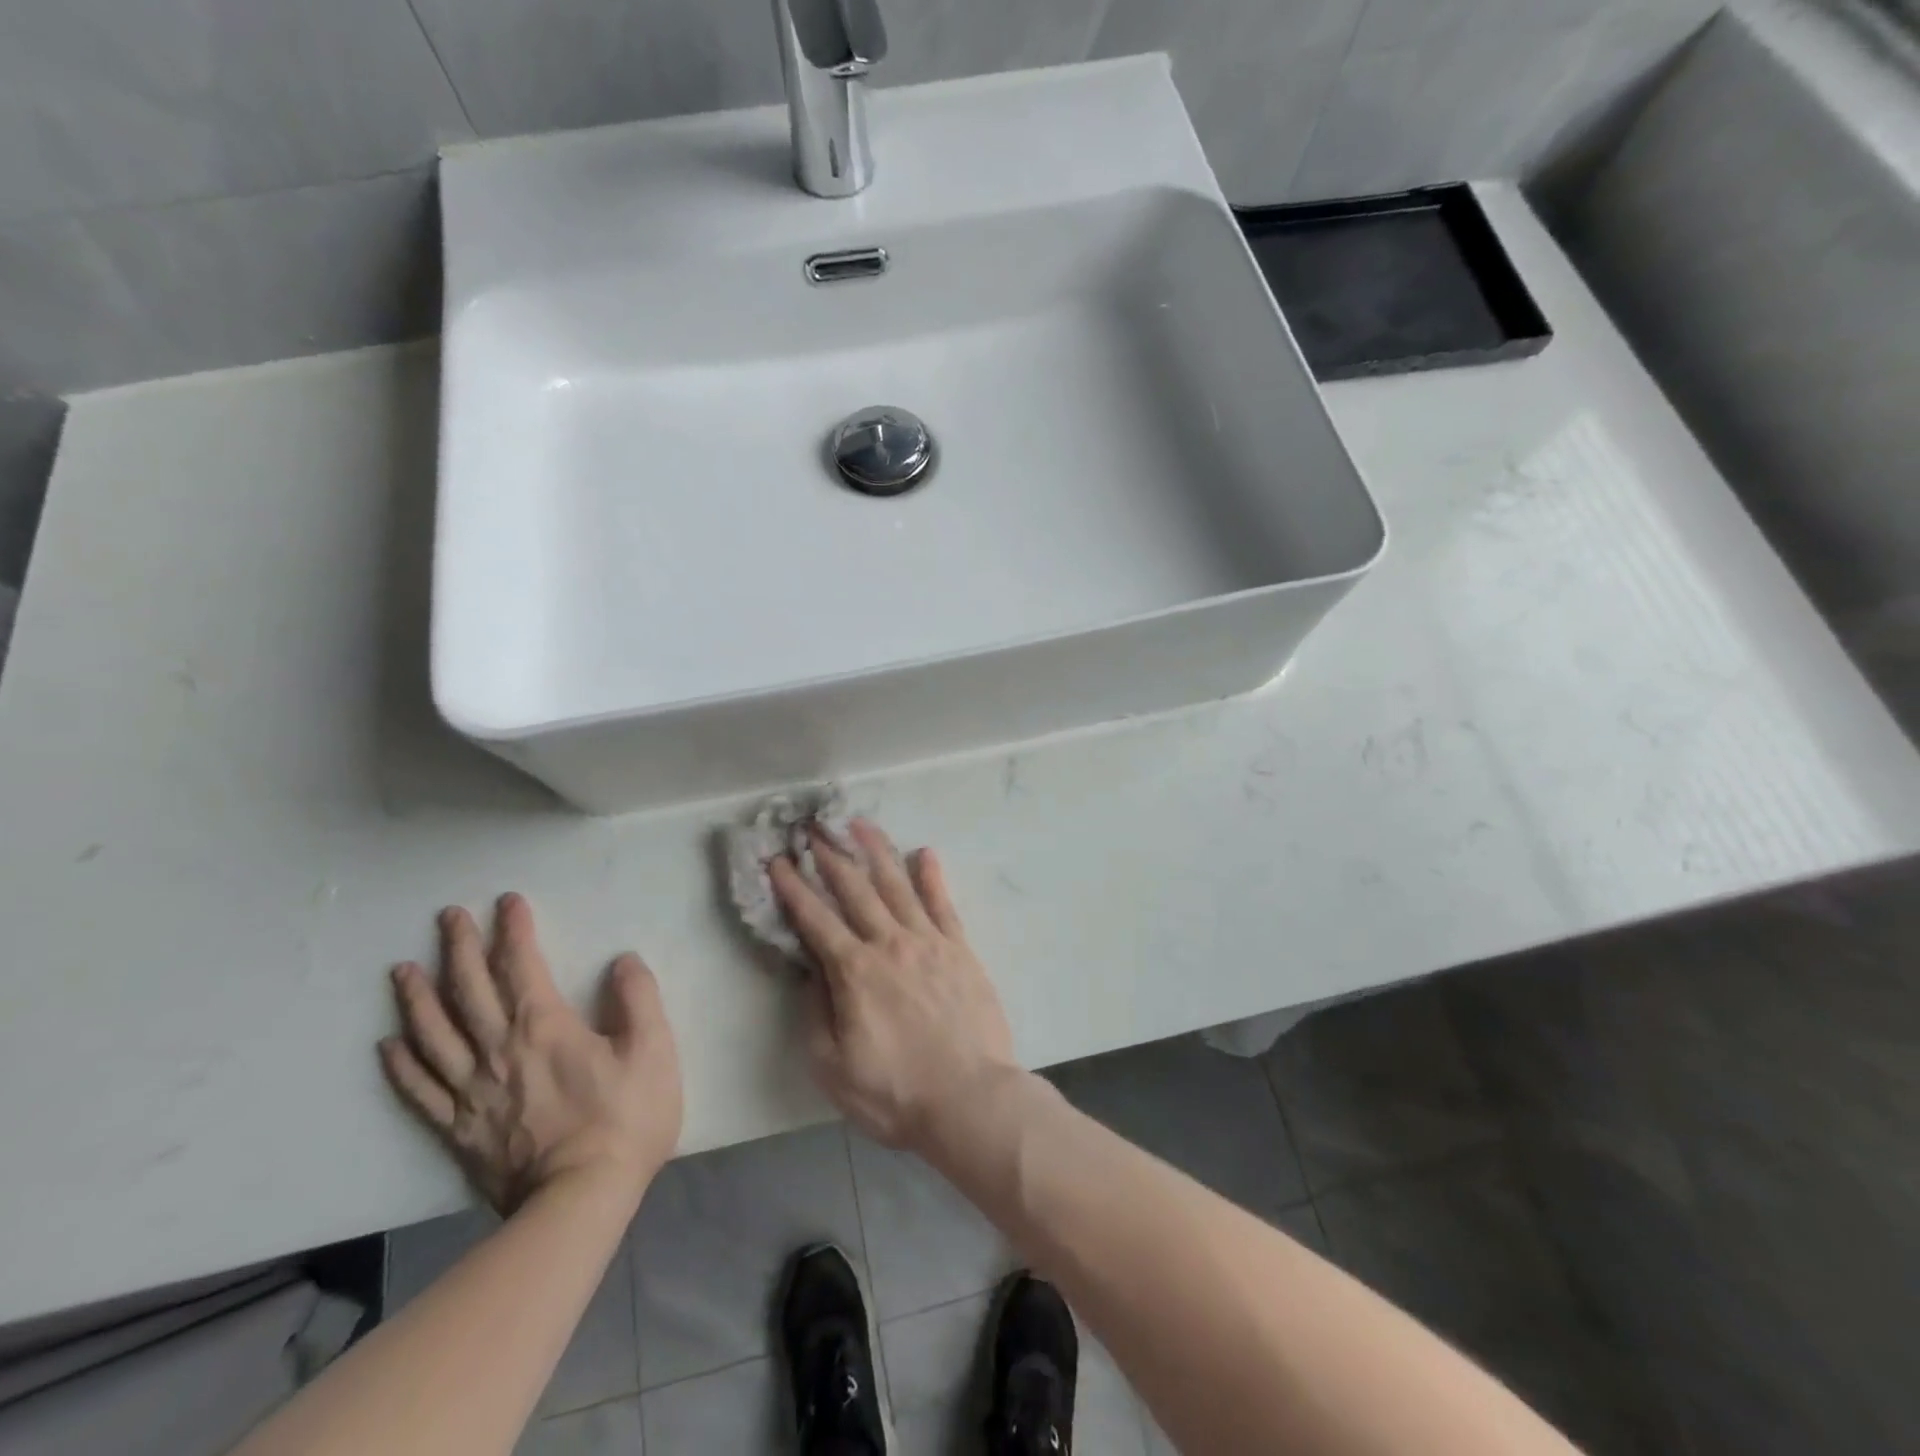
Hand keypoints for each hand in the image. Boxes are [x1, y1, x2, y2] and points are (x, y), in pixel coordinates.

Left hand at [380, 894, 682, 1216]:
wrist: (579, 1201)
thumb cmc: (625, 1120)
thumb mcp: (653, 1050)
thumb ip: (638, 999)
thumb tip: (622, 961)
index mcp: (544, 1027)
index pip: (522, 965)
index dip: (514, 930)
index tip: (508, 901)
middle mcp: (498, 1050)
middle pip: (469, 990)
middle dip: (459, 948)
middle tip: (447, 917)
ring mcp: (471, 1091)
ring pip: (434, 1034)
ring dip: (417, 998)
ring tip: (403, 969)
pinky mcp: (458, 1130)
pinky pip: (420, 1091)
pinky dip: (402, 1065)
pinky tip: (388, 1045)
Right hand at [771, 820, 1016, 1150]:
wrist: (970, 1100)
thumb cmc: (895, 1093)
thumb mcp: (833, 1066)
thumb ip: (816, 1012)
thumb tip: (810, 970)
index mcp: (854, 971)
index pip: (815, 919)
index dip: (793, 888)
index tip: (777, 860)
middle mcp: (890, 943)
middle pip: (855, 890)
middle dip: (830, 856)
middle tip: (814, 827)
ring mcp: (929, 942)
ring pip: (898, 885)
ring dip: (877, 852)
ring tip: (860, 824)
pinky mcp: (960, 949)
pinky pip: (943, 904)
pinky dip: (932, 876)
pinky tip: (925, 853)